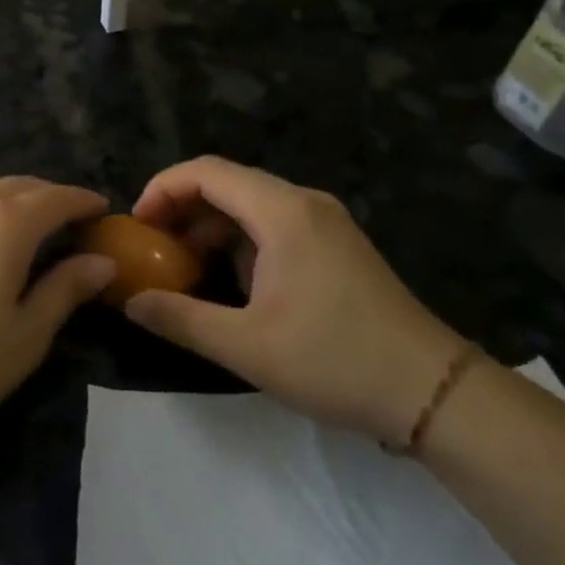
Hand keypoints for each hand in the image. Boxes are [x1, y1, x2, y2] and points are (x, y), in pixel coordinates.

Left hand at [0, 172, 113, 454]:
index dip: (83, 201)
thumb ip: (65, 291)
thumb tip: (101, 262)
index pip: (56, 198)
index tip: (104, 210)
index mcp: (5, 223)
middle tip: (72, 222)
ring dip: (12, 194)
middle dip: (51, 196)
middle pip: (20, 184)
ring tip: (26, 224)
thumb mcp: (25, 337)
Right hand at [126, 157, 465, 444]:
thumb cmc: (336, 362)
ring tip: (180, 265)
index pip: (206, 172)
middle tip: (151, 247)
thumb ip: (180, 319)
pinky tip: (227, 278)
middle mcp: (303, 202)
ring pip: (249, 203)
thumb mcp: (247, 347)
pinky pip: (273, 223)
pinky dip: (239, 239)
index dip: (162, 189)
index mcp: (283, 212)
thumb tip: (130, 302)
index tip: (137, 226)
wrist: (434, 393)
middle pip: (226, 182)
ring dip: (209, 226)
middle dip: (181, 208)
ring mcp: (324, 222)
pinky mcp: (335, 244)